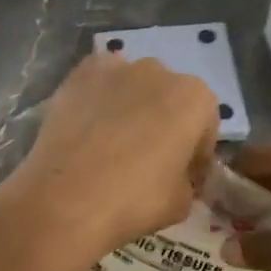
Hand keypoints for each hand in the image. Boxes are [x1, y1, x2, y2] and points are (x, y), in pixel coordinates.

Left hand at [0, 50, 221, 263]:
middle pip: (169, 98)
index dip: (196, 153)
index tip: (183, 176)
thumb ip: (187, 180)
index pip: (205, 125)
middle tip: (148, 158)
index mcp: (195, 99)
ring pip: (134, 86)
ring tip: (113, 142)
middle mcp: (160, 71)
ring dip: (132, 106)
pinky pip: (100, 82)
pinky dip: (99, 98)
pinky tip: (89, 126)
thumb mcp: (181, 203)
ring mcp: (117, 68)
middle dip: (164, 122)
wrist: (66, 198)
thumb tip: (176, 177)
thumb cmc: (134, 200)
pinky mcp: (80, 74)